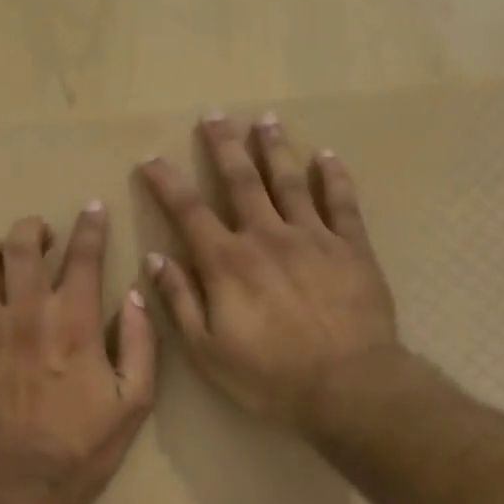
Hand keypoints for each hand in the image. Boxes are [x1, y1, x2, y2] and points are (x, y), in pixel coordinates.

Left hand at [0, 204, 156, 503]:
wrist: (22, 482)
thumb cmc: (84, 443)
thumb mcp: (134, 400)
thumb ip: (141, 342)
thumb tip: (136, 294)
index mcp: (75, 322)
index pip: (84, 255)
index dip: (91, 225)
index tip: (92, 208)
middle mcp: (28, 314)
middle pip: (21, 245)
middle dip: (32, 228)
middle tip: (42, 235)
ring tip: (2, 256)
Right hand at [138, 113, 403, 433]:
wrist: (349, 388)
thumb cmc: (269, 376)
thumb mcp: (206, 350)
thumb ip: (179, 300)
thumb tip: (155, 258)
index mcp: (227, 262)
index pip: (188, 211)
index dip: (166, 182)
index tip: (151, 158)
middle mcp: (266, 237)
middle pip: (241, 181)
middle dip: (224, 146)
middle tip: (214, 115)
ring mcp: (313, 238)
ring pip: (289, 181)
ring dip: (274, 149)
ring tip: (265, 119)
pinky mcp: (352, 248)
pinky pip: (342, 204)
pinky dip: (333, 177)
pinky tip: (327, 157)